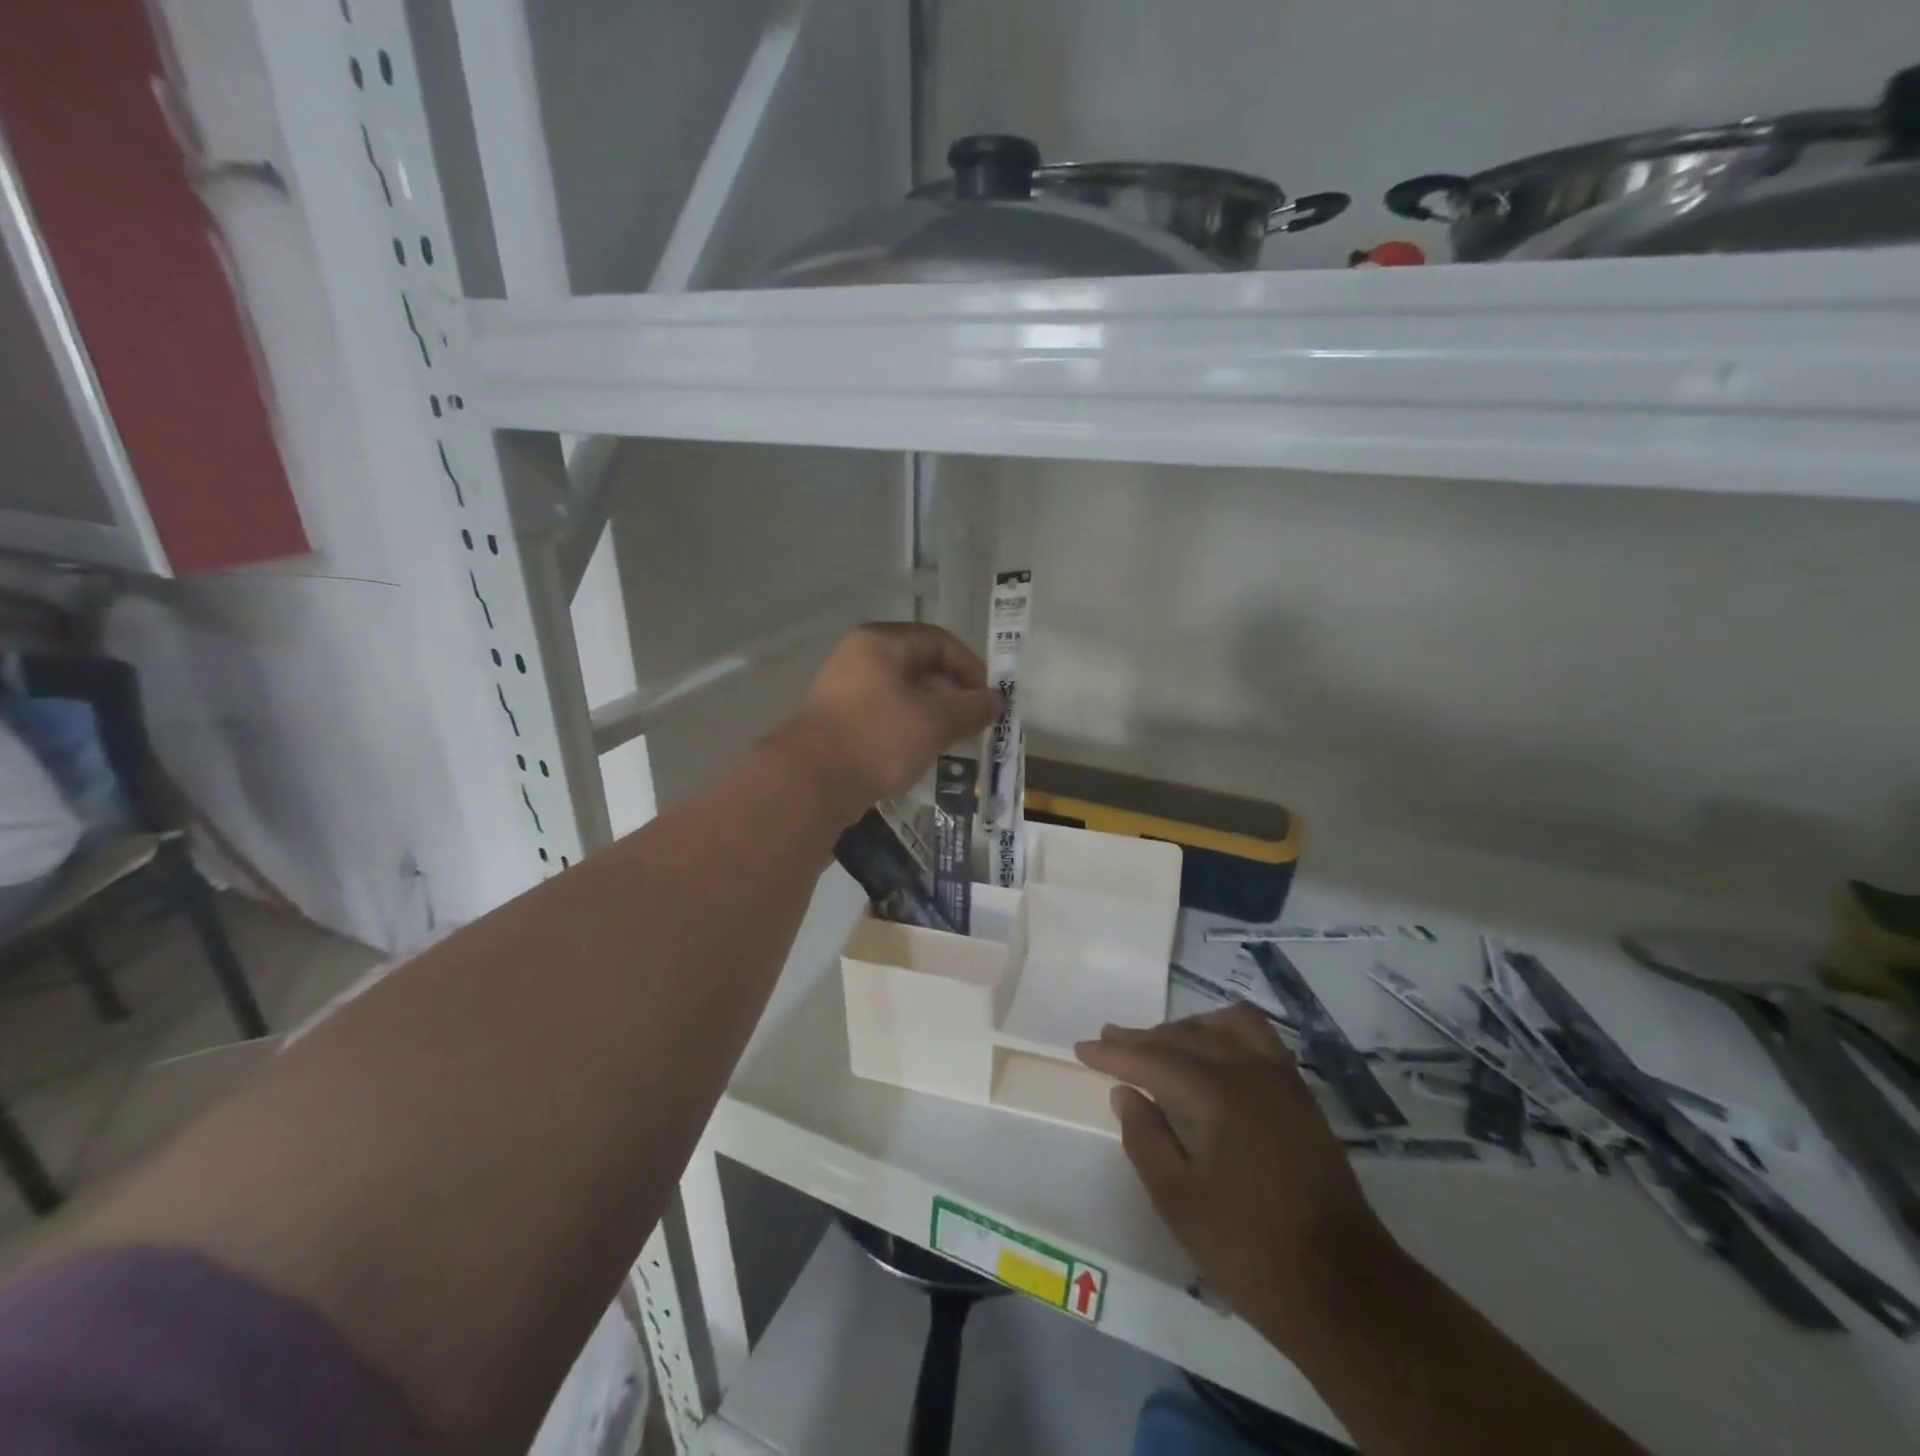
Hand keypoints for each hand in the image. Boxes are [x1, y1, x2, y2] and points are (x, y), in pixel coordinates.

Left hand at [772, 624, 1002, 824]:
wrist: (810, 782)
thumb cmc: (878, 739)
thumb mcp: (934, 722)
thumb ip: (972, 708)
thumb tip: (998, 700)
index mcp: (882, 643)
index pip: (940, 641)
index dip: (971, 668)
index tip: (989, 700)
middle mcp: (861, 656)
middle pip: (922, 665)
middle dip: (954, 693)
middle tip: (975, 723)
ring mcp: (847, 688)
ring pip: (905, 692)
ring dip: (935, 713)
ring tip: (955, 740)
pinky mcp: (841, 719)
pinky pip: (887, 713)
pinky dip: (911, 726)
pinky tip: (923, 751)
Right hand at [1076, 1006, 1398, 1351]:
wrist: (1346, 1291)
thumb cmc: (1250, 1250)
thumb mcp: (1179, 1202)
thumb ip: (1145, 1139)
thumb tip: (1125, 1093)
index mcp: (1218, 1093)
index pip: (1154, 1058)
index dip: (1114, 1053)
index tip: (1082, 1048)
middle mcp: (1251, 1071)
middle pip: (1187, 1036)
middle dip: (1144, 1037)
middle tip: (1110, 1040)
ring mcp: (1283, 1081)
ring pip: (1227, 1026)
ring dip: (1189, 1028)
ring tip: (1162, 1043)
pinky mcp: (1302, 1098)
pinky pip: (1258, 1039)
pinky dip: (1225, 1035)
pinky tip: (1213, 1057)